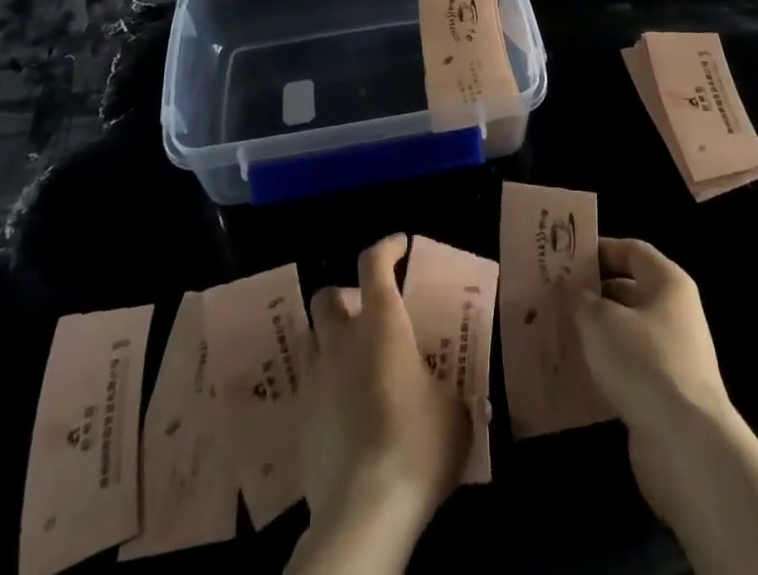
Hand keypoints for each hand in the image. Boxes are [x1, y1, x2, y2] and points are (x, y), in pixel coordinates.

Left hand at [289, 235, 468, 573]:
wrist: (363, 511)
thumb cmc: (416, 444)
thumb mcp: (454, 413)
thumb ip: (450, 392)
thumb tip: (457, 397)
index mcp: (381, 323)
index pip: (374, 263)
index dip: (387, 247)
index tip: (400, 246)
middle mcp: (341, 340)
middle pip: (327, 295)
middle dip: (345, 296)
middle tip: (368, 313)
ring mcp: (315, 379)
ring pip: (311, 338)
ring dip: (330, 339)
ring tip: (354, 361)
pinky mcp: (300, 421)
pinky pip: (309, 386)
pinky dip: (325, 386)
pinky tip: (346, 411)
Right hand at [568, 239, 739, 531]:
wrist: (686, 445)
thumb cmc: (643, 362)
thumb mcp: (599, 320)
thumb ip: (579, 297)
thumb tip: (568, 286)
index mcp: (668, 282)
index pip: (631, 250)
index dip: (599, 250)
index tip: (564, 259)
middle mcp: (675, 313)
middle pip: (628, 291)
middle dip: (591, 294)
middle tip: (553, 297)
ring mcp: (673, 355)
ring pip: (626, 331)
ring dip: (595, 333)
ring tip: (557, 332)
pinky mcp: (666, 394)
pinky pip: (629, 367)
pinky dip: (605, 367)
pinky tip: (575, 372)